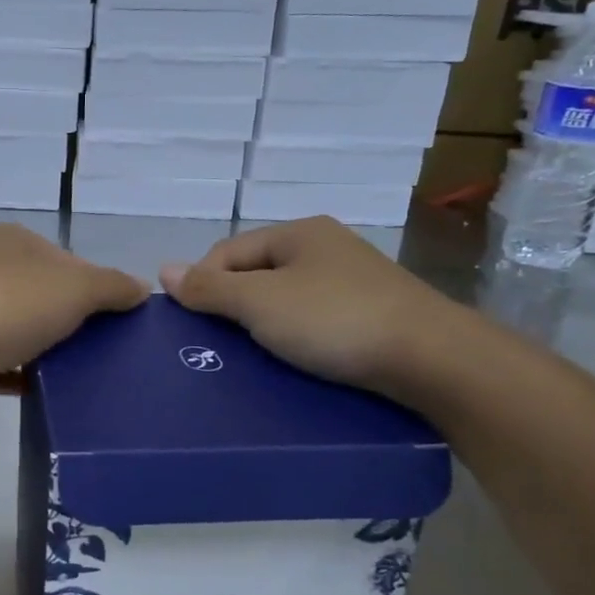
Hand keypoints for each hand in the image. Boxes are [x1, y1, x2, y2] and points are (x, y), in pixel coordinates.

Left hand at [0, 222, 148, 388]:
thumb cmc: (7, 306)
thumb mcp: (75, 286)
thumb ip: (113, 286)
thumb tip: (141, 289)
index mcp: (14, 243)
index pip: (69, 260)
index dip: (99, 287)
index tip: (123, 321)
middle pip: (48, 297)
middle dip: (78, 323)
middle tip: (112, 353)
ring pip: (26, 332)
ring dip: (52, 352)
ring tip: (91, 377)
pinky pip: (5, 366)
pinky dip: (27, 377)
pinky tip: (52, 393)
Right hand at [159, 217, 471, 395]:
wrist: (431, 358)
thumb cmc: (335, 320)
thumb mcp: (261, 302)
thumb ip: (210, 288)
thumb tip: (163, 270)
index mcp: (298, 233)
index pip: (228, 251)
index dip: (203, 283)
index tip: (194, 326)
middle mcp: (326, 247)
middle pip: (257, 273)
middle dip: (233, 307)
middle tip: (219, 346)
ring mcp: (353, 280)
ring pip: (287, 299)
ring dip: (264, 326)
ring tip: (251, 360)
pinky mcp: (373, 314)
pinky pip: (316, 320)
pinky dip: (297, 338)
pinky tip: (293, 361)